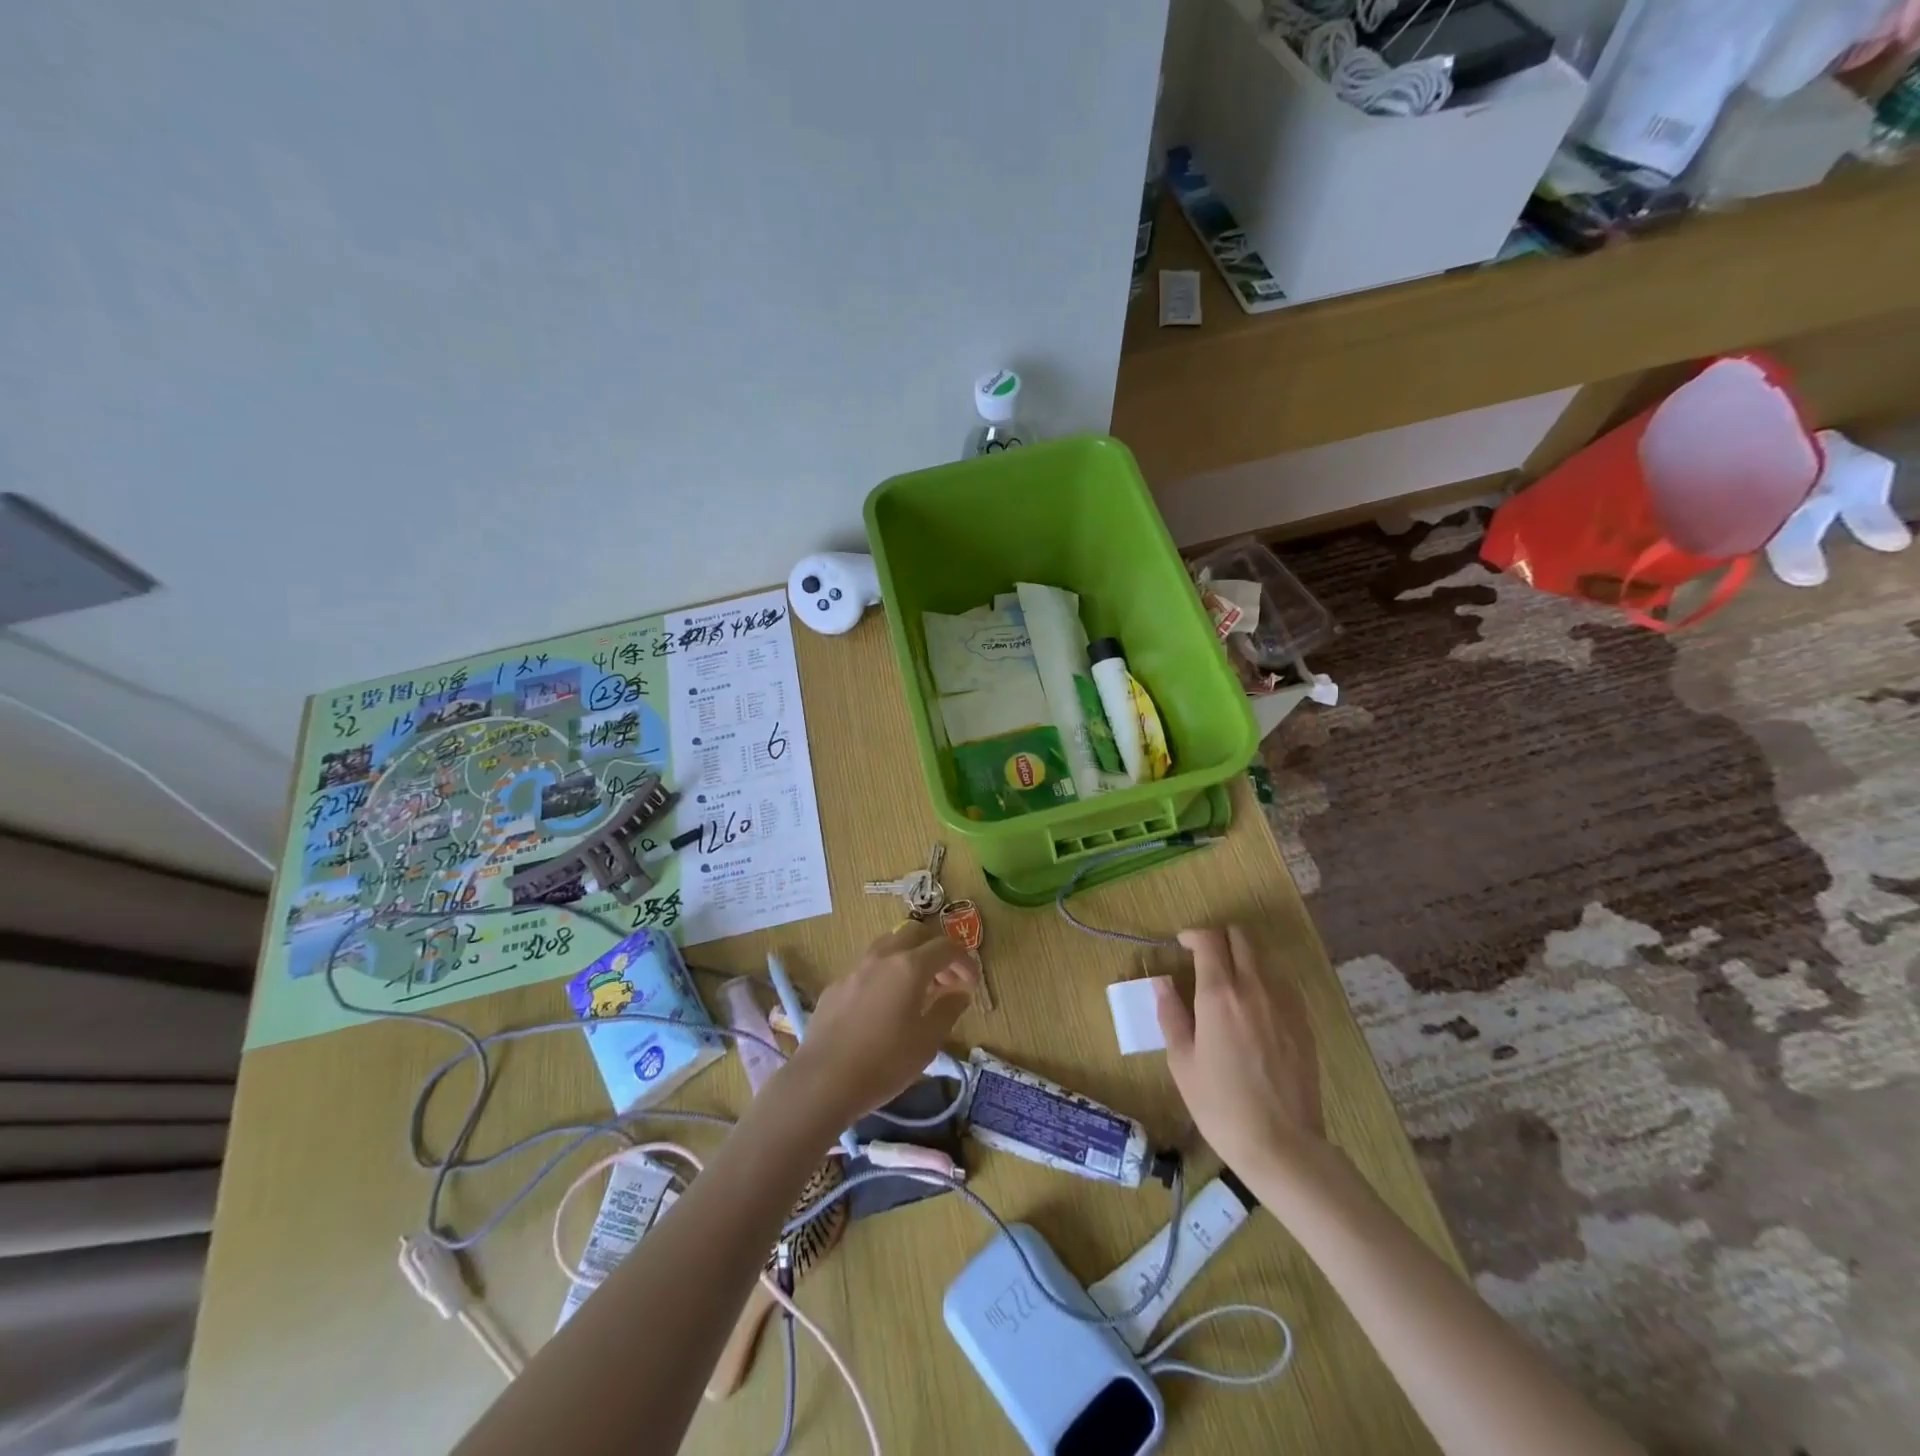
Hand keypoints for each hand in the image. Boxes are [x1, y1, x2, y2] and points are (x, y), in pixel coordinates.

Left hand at [781, 921, 977, 1126]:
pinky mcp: (836, 985)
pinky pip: (868, 967)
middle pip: (916, 934)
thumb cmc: (884, 1062)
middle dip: (936, 952)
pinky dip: (886, 975)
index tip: (972, 984)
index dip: (965, 961)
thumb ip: (948, 1009)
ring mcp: (855, 968)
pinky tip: (884, 1007)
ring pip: (889, 945)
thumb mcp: (928, 1042)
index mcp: (910, 966)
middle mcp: (883, 956)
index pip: (947, 947)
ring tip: (916, 991)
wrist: (822, 1081)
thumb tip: (959, 992)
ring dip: (909, 958)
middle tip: (946, 982)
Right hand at [1156, 925, 1323, 1178]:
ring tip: (1229, 987)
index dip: (1193, 935)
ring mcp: (1284, 1004)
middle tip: (1204, 959)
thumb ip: (1171, 1015)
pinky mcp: (1304, 1023)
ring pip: (1262, 959)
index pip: (1209, 940)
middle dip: (1219, 939)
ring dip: (1243, 960)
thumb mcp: (1182, 1062)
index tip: (1182, 945)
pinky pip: (1282, 986)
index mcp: (1219, 995)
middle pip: (1240, 938)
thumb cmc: (1221, 1106)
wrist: (1282, 1145)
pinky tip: (1255, 1012)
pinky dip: (1264, 984)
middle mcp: (1254, 988)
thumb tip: (1162, 983)